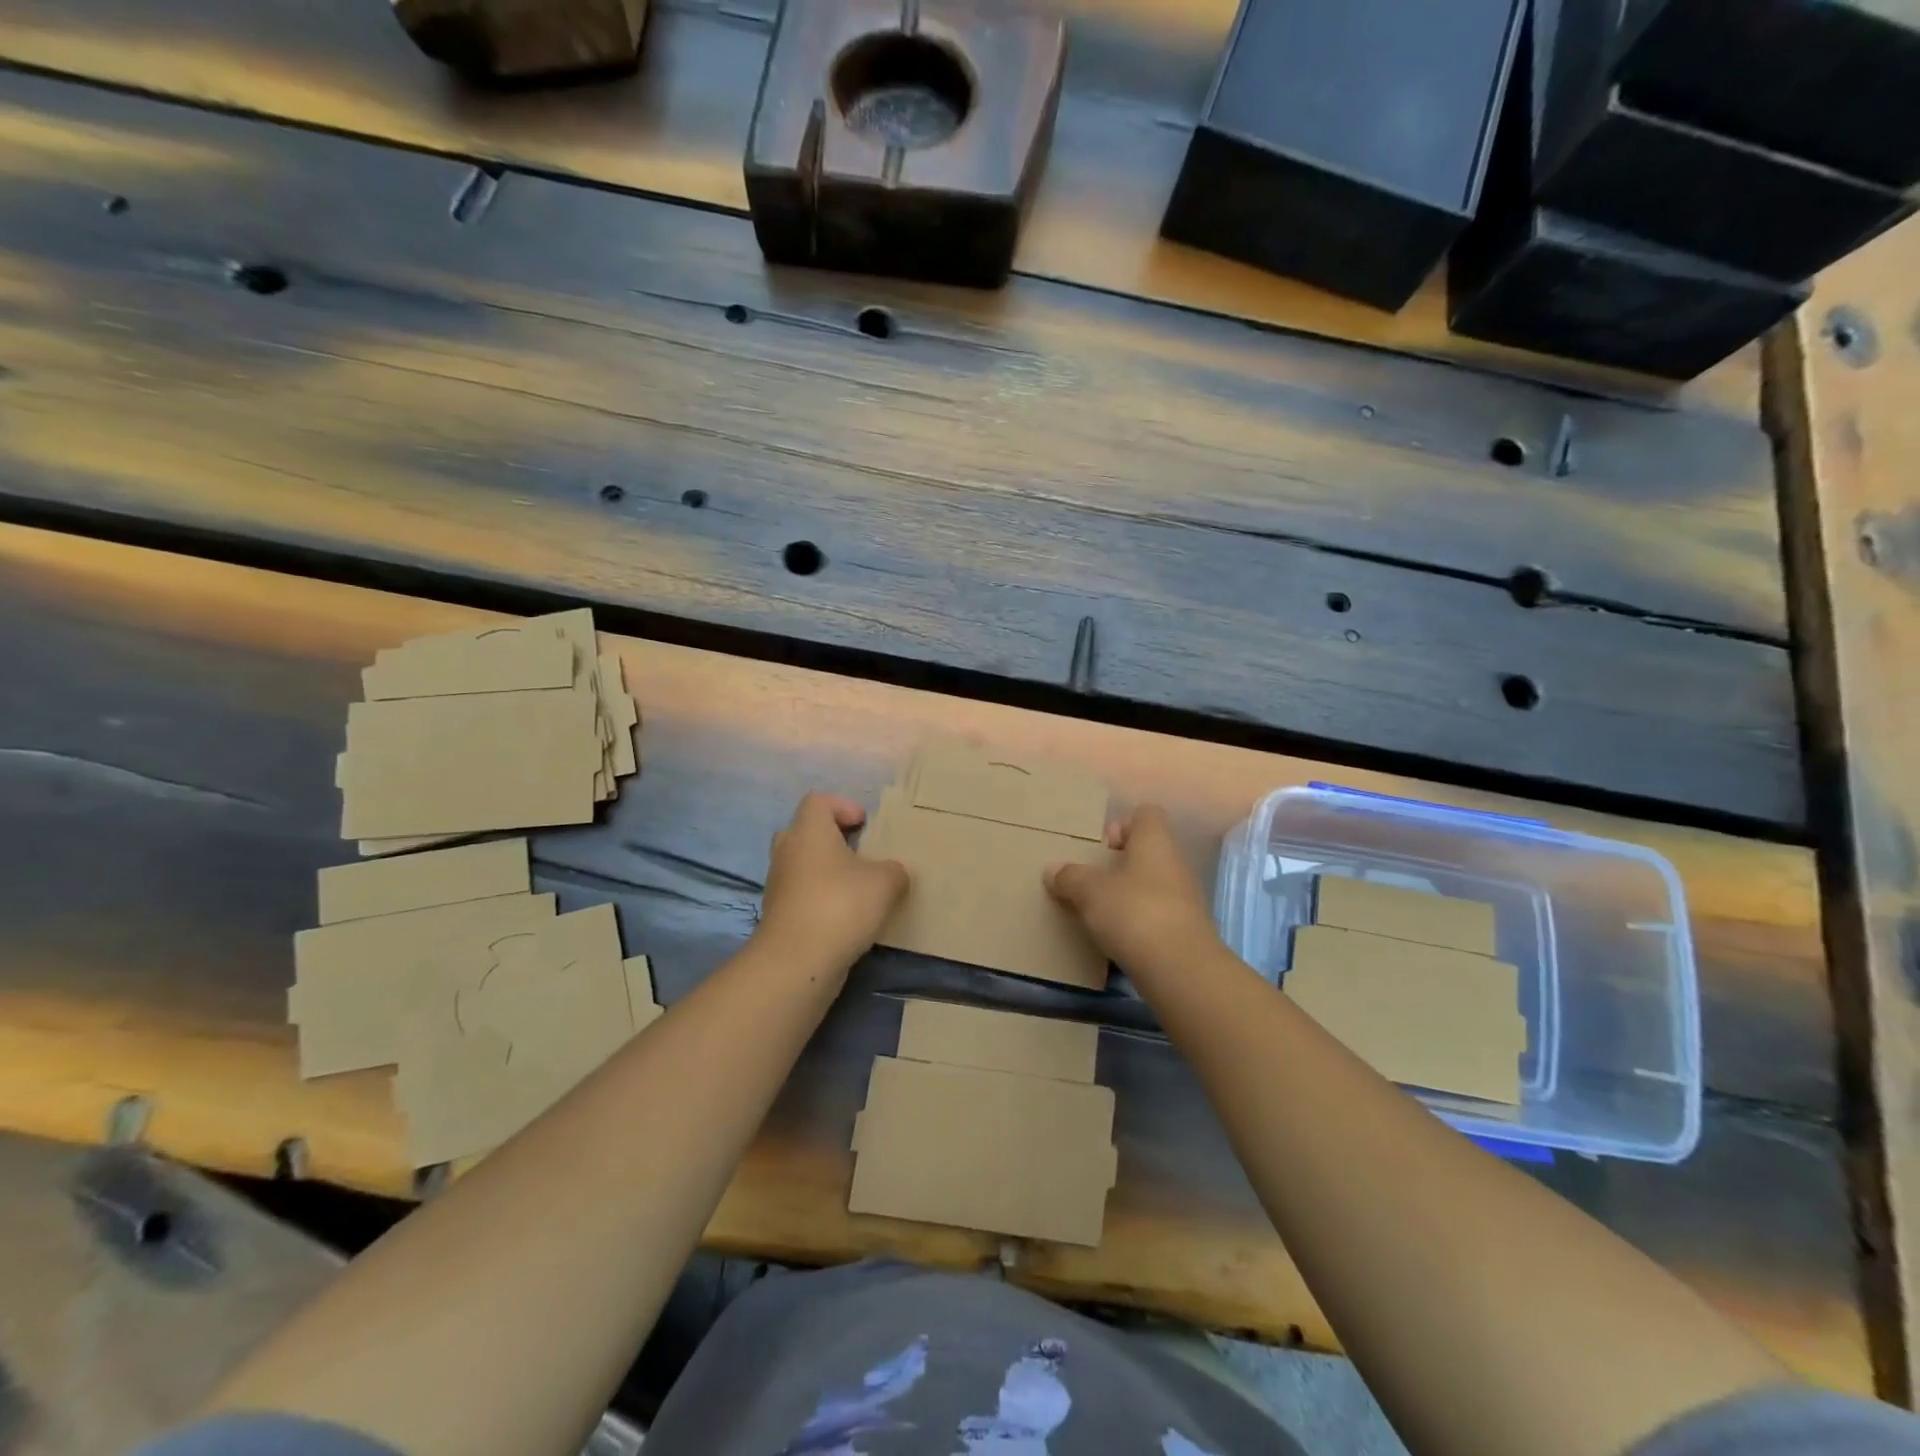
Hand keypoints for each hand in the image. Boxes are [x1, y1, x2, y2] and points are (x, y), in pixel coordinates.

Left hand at [757, 793, 908, 975]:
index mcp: (809, 831)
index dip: (843, 806)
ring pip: (802, 865)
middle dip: (832, 838)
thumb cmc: (841, 905)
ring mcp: (779, 884)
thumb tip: (892, 873)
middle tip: (859, 852)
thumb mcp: (886, 882)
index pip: (818, 801)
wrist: (798, 961)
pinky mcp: (778, 914)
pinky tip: (846, 916)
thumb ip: (894, 870)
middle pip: (805, 831)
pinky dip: (820, 898)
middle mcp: (788, 851)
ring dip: (827, 871)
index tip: (865, 824)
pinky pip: (801, 894)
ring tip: (858, 887)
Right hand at [1046, 806, 1219, 974]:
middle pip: (1147, 851)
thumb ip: (1070, 877)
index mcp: (1155, 842)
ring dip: (1126, 894)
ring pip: (1151, 884)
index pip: (1146, 815)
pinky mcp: (1184, 931)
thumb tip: (1053, 870)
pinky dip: (1136, 921)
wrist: (1181, 970)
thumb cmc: (1134, 913)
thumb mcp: (1090, 892)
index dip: (1123, 824)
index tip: (1101, 846)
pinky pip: (1155, 914)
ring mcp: (1184, 899)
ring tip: (1097, 910)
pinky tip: (1115, 936)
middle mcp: (1174, 864)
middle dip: (1118, 863)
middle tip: (1090, 879)